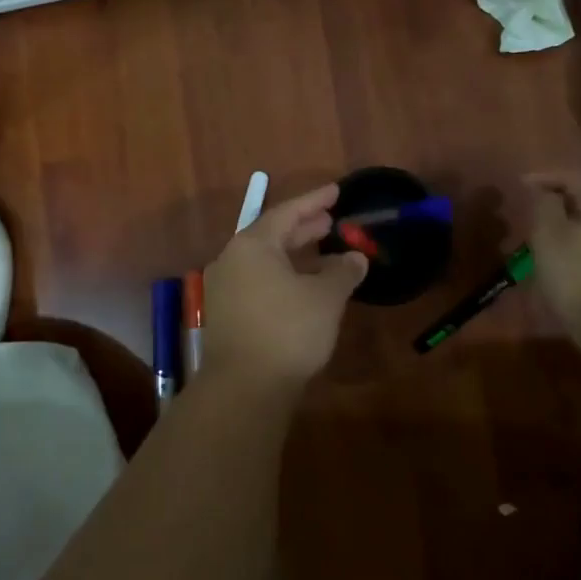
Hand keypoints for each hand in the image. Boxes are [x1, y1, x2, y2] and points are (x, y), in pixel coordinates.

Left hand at [201, 182, 367, 388]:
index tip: (337, 191)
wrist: (244, 388)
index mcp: (252, 245)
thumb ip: (343, 271)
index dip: (315, 200)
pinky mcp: (227, 314)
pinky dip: (285, 276)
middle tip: (331, 222)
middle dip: (305, 228)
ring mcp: (225, 288)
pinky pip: (259, 281)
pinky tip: (306, 287)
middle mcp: (232, 260)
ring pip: (266, 261)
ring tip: (325, 253)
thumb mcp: (325, 297)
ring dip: (296, 254)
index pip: (288, 212)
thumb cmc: (288, 330)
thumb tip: (355, 258)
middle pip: (273, 234)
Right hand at [525, 170, 580, 341]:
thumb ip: (543, 205)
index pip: (572, 176)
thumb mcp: (549, 236)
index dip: (543, 178)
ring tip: (550, 241)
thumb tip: (543, 190)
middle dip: (559, 203)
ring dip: (574, 226)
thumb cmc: (580, 276)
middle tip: (534, 215)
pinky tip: (574, 262)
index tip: (520, 185)